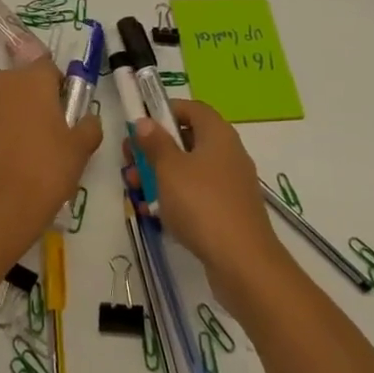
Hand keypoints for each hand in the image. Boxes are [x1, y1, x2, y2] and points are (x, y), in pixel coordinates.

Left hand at [0, 57, 101, 248]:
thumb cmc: (46, 168)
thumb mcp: (80, 148)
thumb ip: (89, 126)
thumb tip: (89, 119)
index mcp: (33, 78)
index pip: (49, 67)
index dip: (59, 86)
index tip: (66, 111)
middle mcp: (3, 82)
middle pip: (24, 82)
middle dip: (36, 98)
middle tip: (50, 131)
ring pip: (5, 101)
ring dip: (15, 114)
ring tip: (28, 149)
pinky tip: (9, 159)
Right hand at [130, 100, 286, 316]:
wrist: (243, 264)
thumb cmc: (202, 204)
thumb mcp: (169, 169)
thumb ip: (155, 142)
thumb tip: (145, 121)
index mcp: (218, 134)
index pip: (193, 108)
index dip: (166, 111)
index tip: (140, 124)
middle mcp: (228, 154)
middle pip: (188, 140)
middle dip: (155, 149)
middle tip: (130, 161)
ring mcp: (230, 185)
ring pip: (189, 170)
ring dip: (160, 176)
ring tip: (134, 190)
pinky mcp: (229, 212)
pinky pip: (197, 196)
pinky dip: (176, 199)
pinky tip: (153, 213)